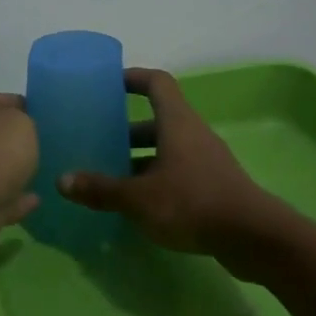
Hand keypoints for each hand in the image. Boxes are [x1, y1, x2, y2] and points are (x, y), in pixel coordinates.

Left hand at [0, 91, 39, 270]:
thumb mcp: (20, 124)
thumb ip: (27, 124)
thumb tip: (22, 134)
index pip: (1, 99)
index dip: (26, 106)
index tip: (51, 117)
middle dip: (21, 142)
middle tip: (54, 147)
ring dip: (16, 173)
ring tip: (48, 174)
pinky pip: (0, 201)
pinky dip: (15, 202)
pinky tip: (36, 201)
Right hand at [59, 68, 273, 255]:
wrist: (253, 237)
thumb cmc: (192, 203)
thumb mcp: (138, 198)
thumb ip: (101, 189)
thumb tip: (62, 181)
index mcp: (177, 122)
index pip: (157, 83)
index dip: (134, 77)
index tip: (109, 84)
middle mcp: (193, 134)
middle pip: (158, 120)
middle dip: (127, 129)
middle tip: (99, 140)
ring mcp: (206, 160)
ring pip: (167, 149)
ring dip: (140, 157)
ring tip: (111, 175)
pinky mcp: (214, 185)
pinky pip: (178, 171)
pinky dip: (156, 179)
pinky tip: (137, 203)